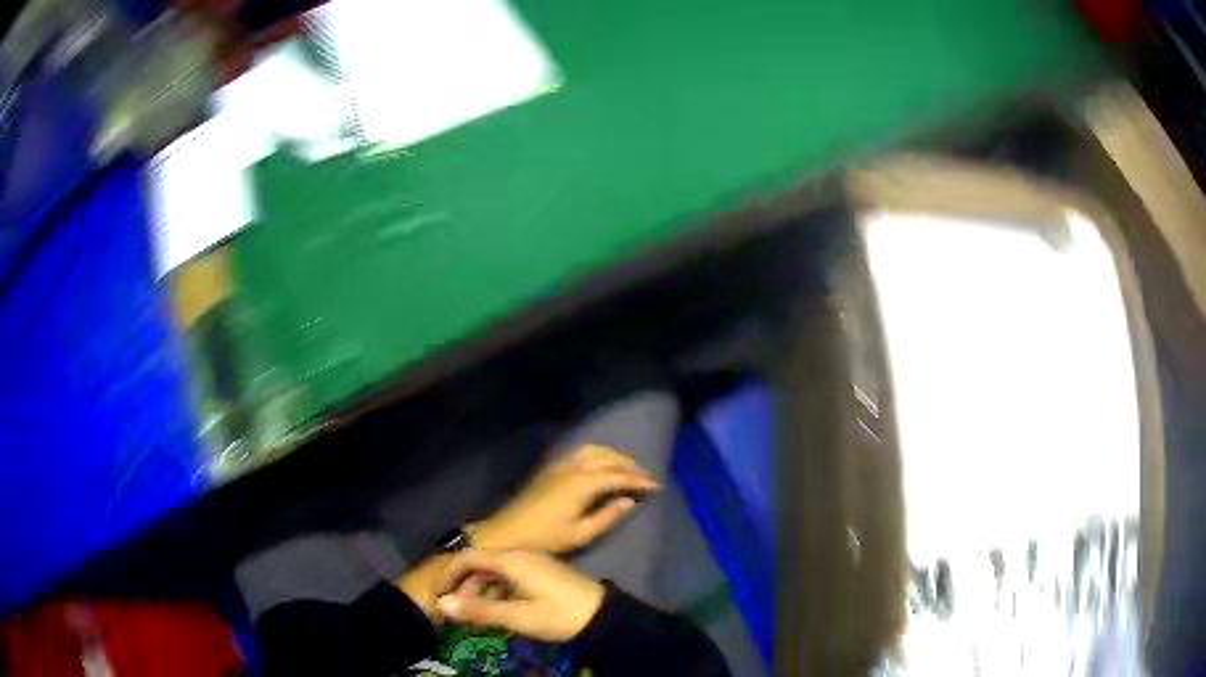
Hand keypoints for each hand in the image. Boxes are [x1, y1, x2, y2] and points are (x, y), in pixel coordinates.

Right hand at [436, 549, 604, 641]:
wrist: (603, 616)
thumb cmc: (559, 614)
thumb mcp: (518, 616)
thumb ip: (479, 610)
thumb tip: (441, 605)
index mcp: (512, 559)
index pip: (469, 556)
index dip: (449, 573)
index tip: (438, 594)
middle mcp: (521, 554)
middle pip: (481, 563)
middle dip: (464, 585)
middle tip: (455, 610)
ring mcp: (533, 562)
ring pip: (495, 571)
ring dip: (480, 590)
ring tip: (473, 614)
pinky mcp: (542, 573)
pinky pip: (509, 576)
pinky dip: (496, 590)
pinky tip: (496, 608)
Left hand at [472, 445, 658, 552]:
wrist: (507, 533)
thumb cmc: (544, 539)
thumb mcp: (580, 535)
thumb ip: (607, 517)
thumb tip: (629, 502)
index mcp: (582, 484)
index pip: (617, 476)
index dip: (639, 480)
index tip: (657, 486)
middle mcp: (573, 468)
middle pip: (608, 458)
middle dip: (630, 465)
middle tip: (647, 477)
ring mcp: (560, 465)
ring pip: (594, 451)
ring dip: (614, 456)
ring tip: (628, 468)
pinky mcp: (551, 468)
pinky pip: (581, 452)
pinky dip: (599, 454)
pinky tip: (602, 464)